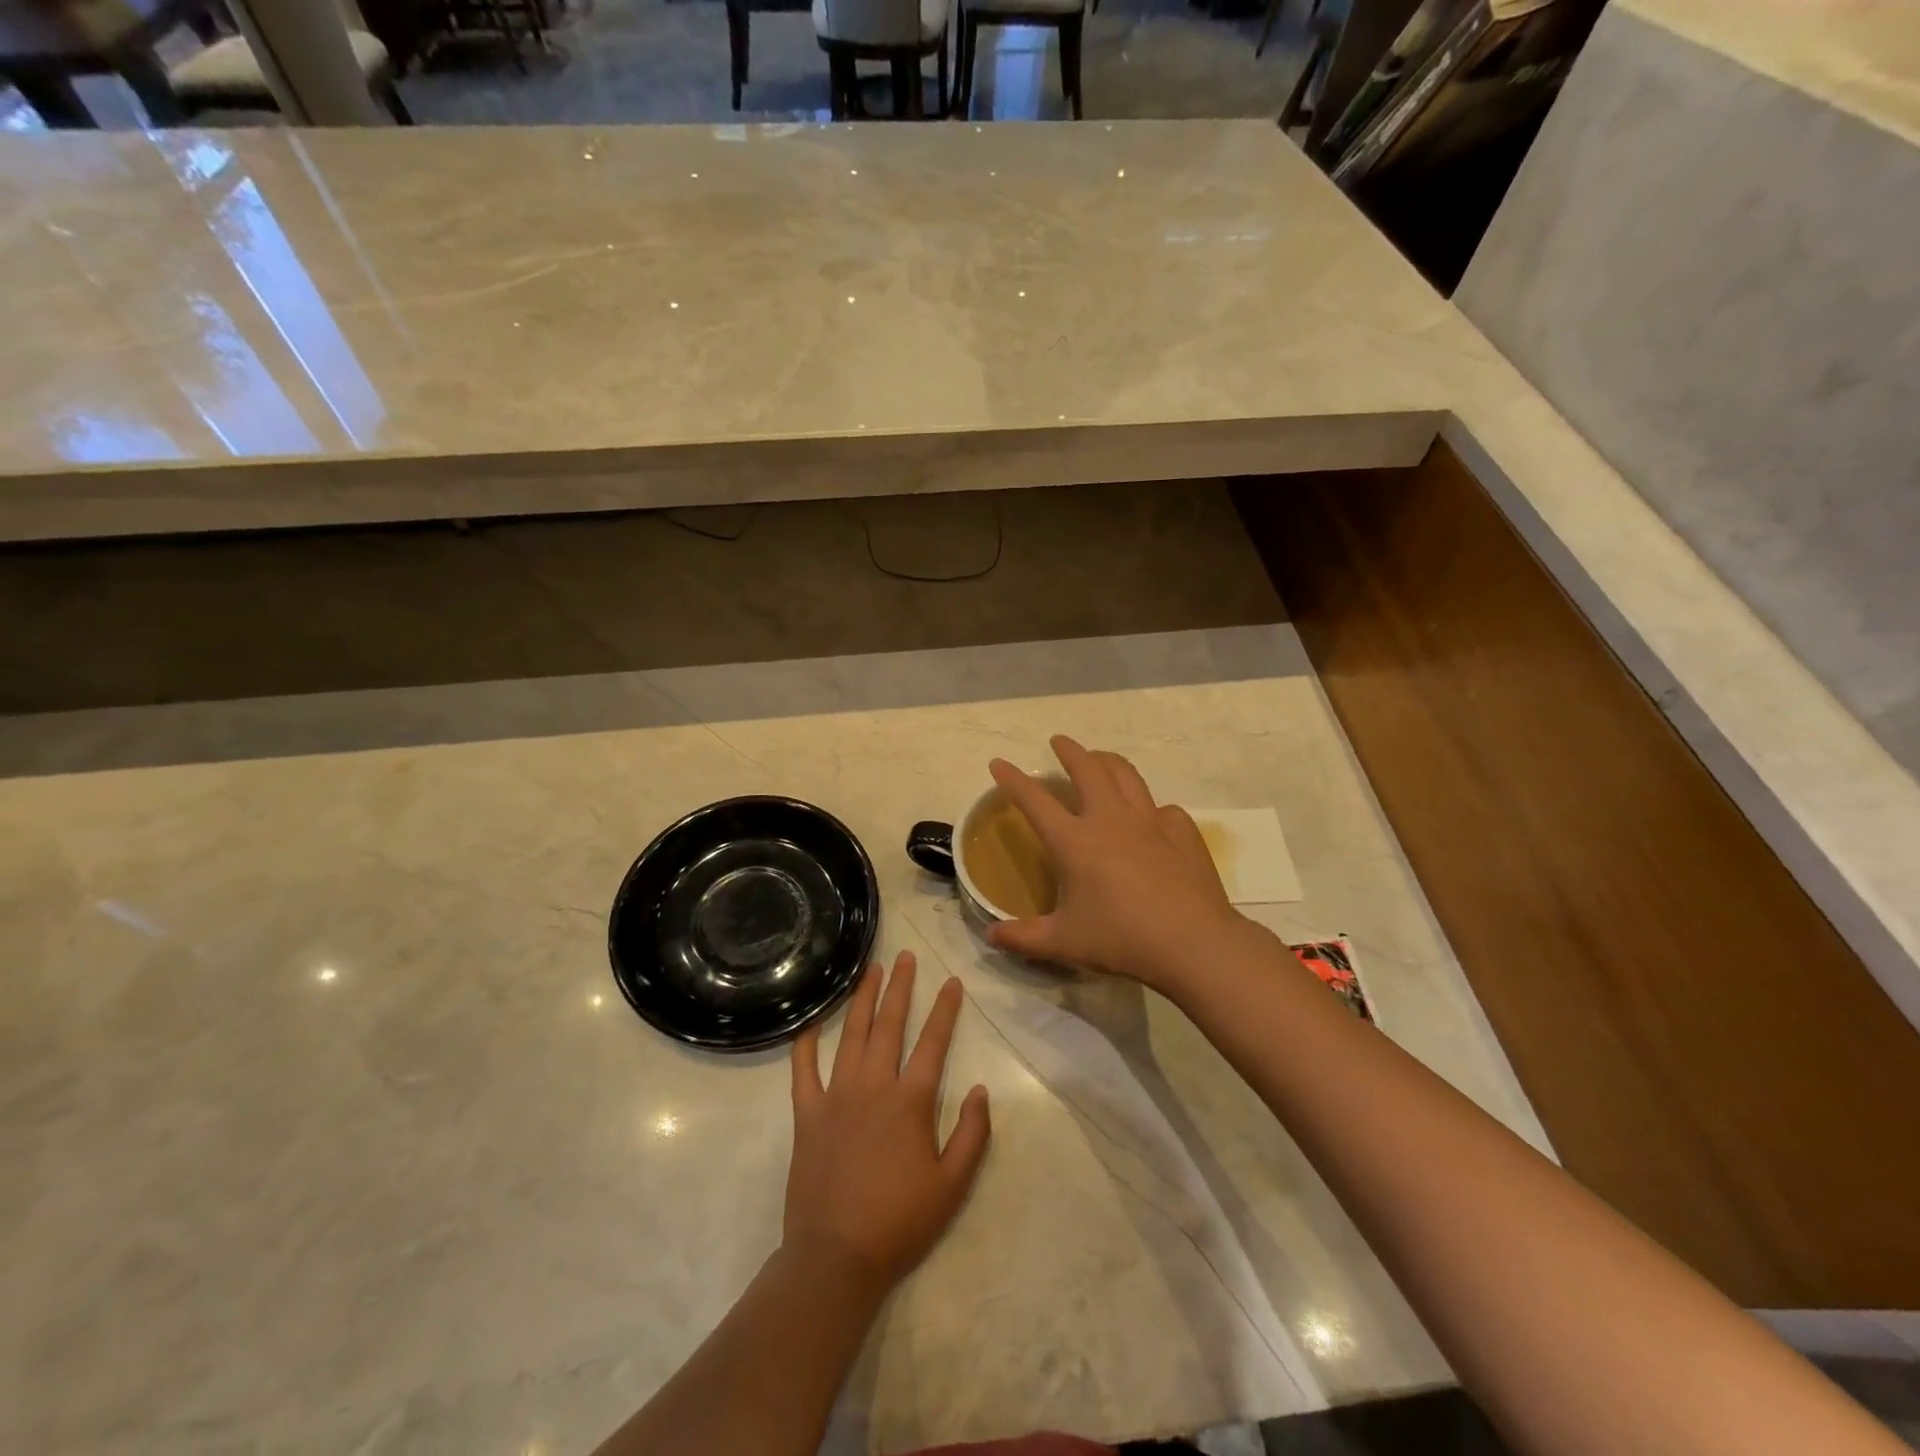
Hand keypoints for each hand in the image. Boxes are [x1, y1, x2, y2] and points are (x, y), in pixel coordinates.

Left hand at [784, 952, 990, 1292]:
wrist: (836, 1257)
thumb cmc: (900, 1222)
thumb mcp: (952, 1186)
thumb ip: (972, 1134)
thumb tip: (981, 1090)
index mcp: (910, 1101)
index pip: (933, 1042)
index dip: (944, 1009)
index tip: (951, 981)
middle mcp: (873, 1086)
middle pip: (888, 1024)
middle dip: (899, 987)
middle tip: (904, 956)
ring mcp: (836, 1096)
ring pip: (850, 1035)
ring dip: (861, 999)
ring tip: (870, 970)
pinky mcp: (807, 1114)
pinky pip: (803, 1070)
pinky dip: (805, 1044)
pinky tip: (809, 1022)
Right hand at [985, 736, 1245, 991]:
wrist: (1193, 943)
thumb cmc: (1121, 939)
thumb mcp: (1063, 943)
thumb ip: (1022, 938)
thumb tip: (991, 935)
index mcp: (1075, 841)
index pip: (1035, 800)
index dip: (1013, 780)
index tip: (999, 763)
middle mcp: (1110, 819)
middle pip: (1088, 769)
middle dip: (1070, 751)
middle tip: (1060, 742)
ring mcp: (1150, 822)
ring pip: (1126, 775)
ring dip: (1108, 762)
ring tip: (1100, 760)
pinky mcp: (1182, 833)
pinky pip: (1164, 809)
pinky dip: (1151, 808)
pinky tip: (1152, 819)